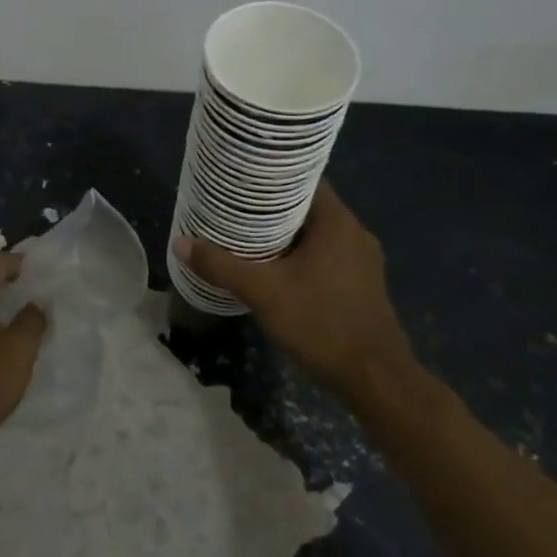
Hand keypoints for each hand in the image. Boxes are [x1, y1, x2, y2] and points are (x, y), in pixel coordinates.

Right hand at [174, 182, 419, 408]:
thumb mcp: (263, 292)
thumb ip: (221, 266)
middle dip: (270, 208)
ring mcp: (362, 261)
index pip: (303, 179)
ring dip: (285, 235)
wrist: (376, 380)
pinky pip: (326, 256)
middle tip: (233, 209)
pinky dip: (301, 256)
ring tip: (247, 236)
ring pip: (316, 234)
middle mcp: (354, 232)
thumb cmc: (321, 323)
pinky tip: (276, 270)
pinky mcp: (362, 285)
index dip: (270, 176)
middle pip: (307, 207)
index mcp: (337, 221)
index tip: (240, 180)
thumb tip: (180, 242)